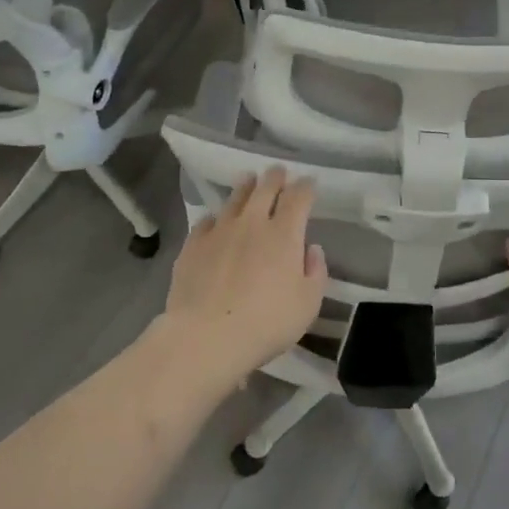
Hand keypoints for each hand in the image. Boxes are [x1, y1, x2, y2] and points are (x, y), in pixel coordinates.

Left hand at [160, 166, 327, 383]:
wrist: (206, 336)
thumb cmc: (266, 322)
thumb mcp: (308, 304)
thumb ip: (315, 272)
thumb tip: (311, 249)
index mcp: (284, 234)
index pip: (298, 197)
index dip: (306, 187)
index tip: (310, 183)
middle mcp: (252, 223)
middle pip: (265, 188)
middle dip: (275, 177)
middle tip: (278, 172)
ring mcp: (219, 231)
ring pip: (234, 199)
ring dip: (246, 187)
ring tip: (249, 180)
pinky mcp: (193, 245)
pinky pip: (207, 221)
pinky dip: (216, 217)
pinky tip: (216, 221)